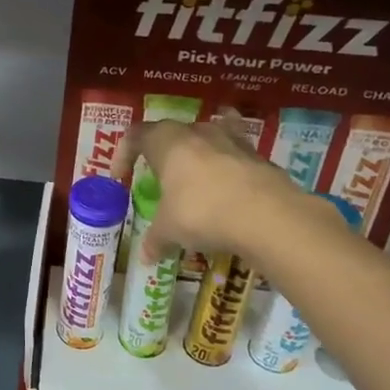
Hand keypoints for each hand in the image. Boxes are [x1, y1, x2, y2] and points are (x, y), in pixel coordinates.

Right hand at [117, 110, 292, 258]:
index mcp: (167, 142)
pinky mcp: (259, 156)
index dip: (124, 154)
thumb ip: (156, 238)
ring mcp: (232, 140)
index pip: (136, 135)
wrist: (267, 215)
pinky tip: (229, 190)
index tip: (122, 178)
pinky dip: (229, 168)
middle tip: (160, 178)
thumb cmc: (202, 212)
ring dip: (200, 153)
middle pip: (173, 132)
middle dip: (163, 153)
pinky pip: (236, 155)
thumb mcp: (170, 230)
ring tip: (197, 177)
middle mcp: (198, 132)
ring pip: (209, 136)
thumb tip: (146, 256)